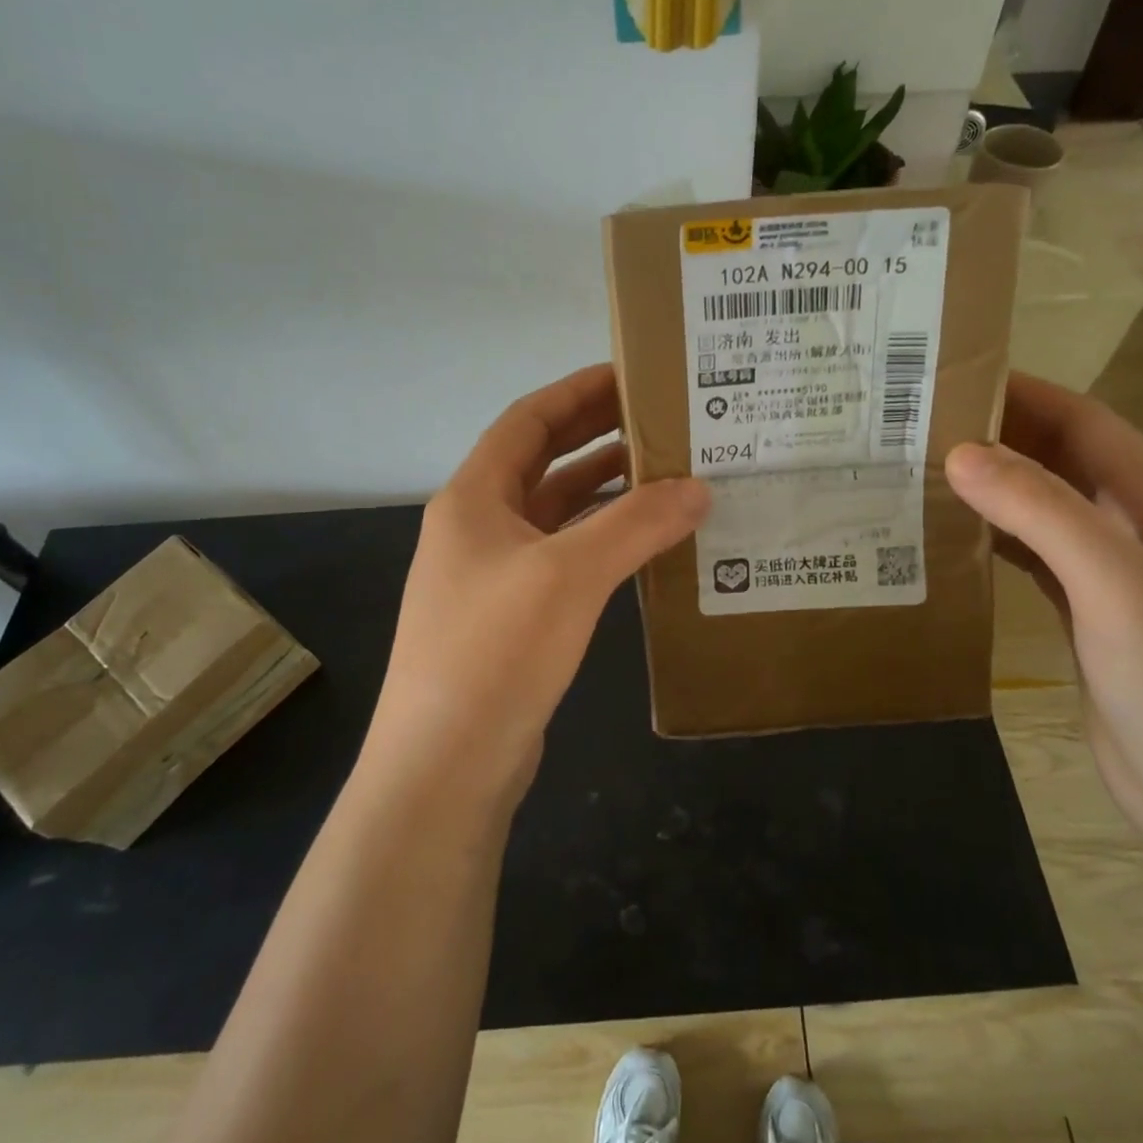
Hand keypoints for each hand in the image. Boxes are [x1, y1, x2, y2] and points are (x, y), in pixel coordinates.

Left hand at [365, 365, 708, 802]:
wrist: (444, 767)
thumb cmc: (495, 651)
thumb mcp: (569, 575)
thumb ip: (636, 524)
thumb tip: (699, 488)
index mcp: (474, 498)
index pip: (528, 421)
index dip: (577, 392)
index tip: (632, 375)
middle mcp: (478, 527)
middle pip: (542, 462)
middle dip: (597, 436)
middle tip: (662, 420)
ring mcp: (492, 575)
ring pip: (555, 514)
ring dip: (604, 492)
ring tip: (667, 475)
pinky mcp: (512, 618)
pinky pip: (563, 559)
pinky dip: (601, 542)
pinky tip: (643, 545)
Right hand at [946, 374, 1142, 856]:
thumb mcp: (1113, 583)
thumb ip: (1041, 512)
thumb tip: (959, 453)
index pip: (1088, 425)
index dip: (1029, 393)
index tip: (957, 377)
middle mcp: (1137, 532)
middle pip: (1063, 463)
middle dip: (1002, 436)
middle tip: (923, 424)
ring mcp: (1113, 580)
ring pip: (1044, 512)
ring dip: (994, 489)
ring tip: (923, 472)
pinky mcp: (1088, 620)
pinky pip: (1034, 561)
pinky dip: (995, 540)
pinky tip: (952, 540)